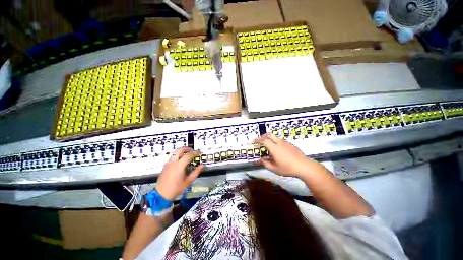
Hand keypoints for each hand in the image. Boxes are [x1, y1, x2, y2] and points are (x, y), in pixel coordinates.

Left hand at [155, 147, 203, 200]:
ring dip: (181, 152)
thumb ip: (195, 172)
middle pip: (179, 150)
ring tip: (188, 155)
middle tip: (193, 150)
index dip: (194, 153)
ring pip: (175, 153)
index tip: (199, 153)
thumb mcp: (188, 181)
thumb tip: (202, 166)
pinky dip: (177, 156)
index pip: (188, 155)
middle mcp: (172, 162)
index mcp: (179, 165)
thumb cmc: (176, 188)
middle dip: (186, 148)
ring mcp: (168, 163)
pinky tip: (181, 161)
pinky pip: (172, 157)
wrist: (162, 193)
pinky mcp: (165, 165)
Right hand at [254, 134, 316, 177]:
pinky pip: (282, 142)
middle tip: (260, 141)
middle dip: (263, 137)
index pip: (264, 140)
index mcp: (274, 148)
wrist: (302, 166)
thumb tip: (258, 160)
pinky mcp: (292, 145)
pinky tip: (279, 151)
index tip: (253, 142)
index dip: (257, 140)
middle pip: (270, 135)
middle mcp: (280, 143)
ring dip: (271, 140)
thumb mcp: (274, 168)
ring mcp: (287, 143)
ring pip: (276, 138)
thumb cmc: (287, 168)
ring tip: (269, 148)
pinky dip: (277, 143)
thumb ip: (265, 163)